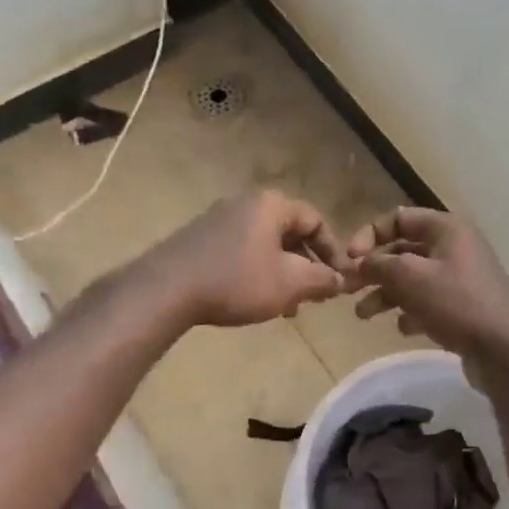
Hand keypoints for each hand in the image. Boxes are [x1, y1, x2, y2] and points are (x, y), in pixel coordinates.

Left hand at [143, 190, 348, 326]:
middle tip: (313, 295)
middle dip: (306, 265)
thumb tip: (341, 280)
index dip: (332, 251)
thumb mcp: (290, 283)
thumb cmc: (237, 280)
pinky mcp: (198, 238)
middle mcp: (245, 203)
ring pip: (264, 244)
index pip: (315, 220)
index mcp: (271, 205)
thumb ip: (322, 279)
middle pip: (288, 232)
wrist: (167, 289)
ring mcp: (218, 219)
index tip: (338, 279)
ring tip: (286, 305)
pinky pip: (240, 251)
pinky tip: (253, 299)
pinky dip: (255, 271)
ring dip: (281, 272)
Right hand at [347, 207, 508, 369]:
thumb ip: (379, 264)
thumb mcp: (410, 277)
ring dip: (386, 294)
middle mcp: (455, 247)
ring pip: (413, 279)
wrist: (505, 350)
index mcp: (446, 228)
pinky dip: (411, 311)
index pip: (398, 218)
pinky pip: (429, 302)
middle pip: (403, 250)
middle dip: (374, 269)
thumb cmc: (457, 303)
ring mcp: (462, 278)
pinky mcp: (465, 306)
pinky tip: (403, 328)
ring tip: (364, 315)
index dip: (369, 235)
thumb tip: (360, 262)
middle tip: (348, 290)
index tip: (351, 260)